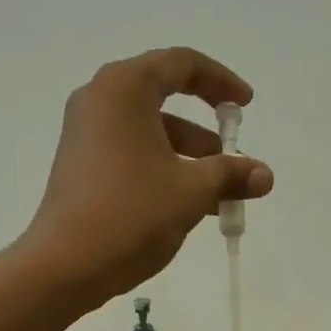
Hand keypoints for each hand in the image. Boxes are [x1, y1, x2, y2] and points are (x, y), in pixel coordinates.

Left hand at [21, 47, 272, 307]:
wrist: (65, 266)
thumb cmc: (132, 214)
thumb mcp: (191, 192)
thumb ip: (231, 175)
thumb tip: (265, 175)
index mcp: (124, 88)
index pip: (181, 64)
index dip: (221, 82)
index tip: (246, 106)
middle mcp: (99, 101)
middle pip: (163, 99)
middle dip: (205, 132)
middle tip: (233, 157)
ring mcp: (84, 135)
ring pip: (149, 134)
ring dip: (188, 159)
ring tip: (220, 197)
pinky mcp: (79, 167)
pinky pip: (130, 154)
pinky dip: (161, 170)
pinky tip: (186, 207)